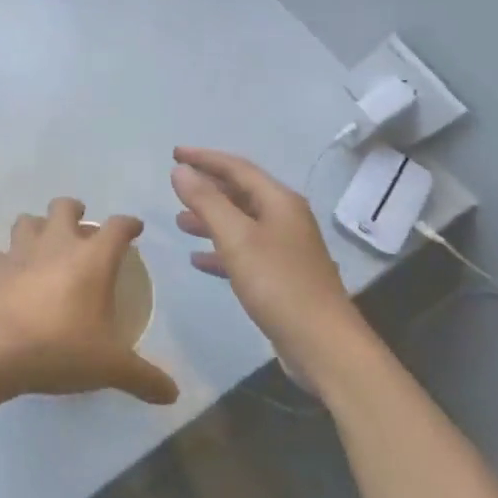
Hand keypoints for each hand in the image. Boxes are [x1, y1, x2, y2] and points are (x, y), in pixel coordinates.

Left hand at [0, 198, 178, 408]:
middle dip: (75, 210)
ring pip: (28, 221)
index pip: (116, 227)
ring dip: (39, 227)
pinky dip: (10, 260)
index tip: (134, 228)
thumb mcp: (110, 368)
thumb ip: (144, 378)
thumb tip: (172, 393)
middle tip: (82, 226)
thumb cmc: (60, 349)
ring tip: (45, 244)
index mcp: (91, 259)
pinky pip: (2, 254)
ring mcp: (19, 253)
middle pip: (64, 207)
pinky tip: (14, 276)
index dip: (128, 224)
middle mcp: (55, 245)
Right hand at [170, 147, 376, 391]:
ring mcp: (285, 248)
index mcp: (279, 202)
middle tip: (175, 185)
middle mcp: (285, 219)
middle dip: (207, 187)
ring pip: (241, 223)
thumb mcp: (236, 238)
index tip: (174, 153)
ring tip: (180, 222)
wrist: (322, 344)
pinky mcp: (281, 276)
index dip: (205, 158)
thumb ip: (206, 201)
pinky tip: (199, 259)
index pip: (237, 168)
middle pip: (241, 193)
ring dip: (211, 219)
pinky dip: (220, 250)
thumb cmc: (278, 283)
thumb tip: (180, 170)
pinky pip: (244, 251)